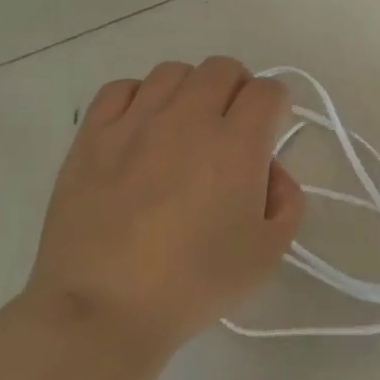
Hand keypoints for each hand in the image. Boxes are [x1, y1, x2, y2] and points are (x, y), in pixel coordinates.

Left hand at [29, 58, 303, 353]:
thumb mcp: (267, 254)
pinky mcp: (92, 136)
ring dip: (190, 90)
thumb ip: (287, 202)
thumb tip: (272, 173)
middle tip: (231, 126)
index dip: (276, 104)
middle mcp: (189, 119)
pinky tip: (140, 128)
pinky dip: (140, 98)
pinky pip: (122, 88)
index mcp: (237, 144)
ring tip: (185, 126)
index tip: (269, 129)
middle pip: (222, 69)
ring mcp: (136, 122)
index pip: (268, 90)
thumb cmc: (194, 285)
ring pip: (173, 72)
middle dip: (237, 89)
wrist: (103, 310)